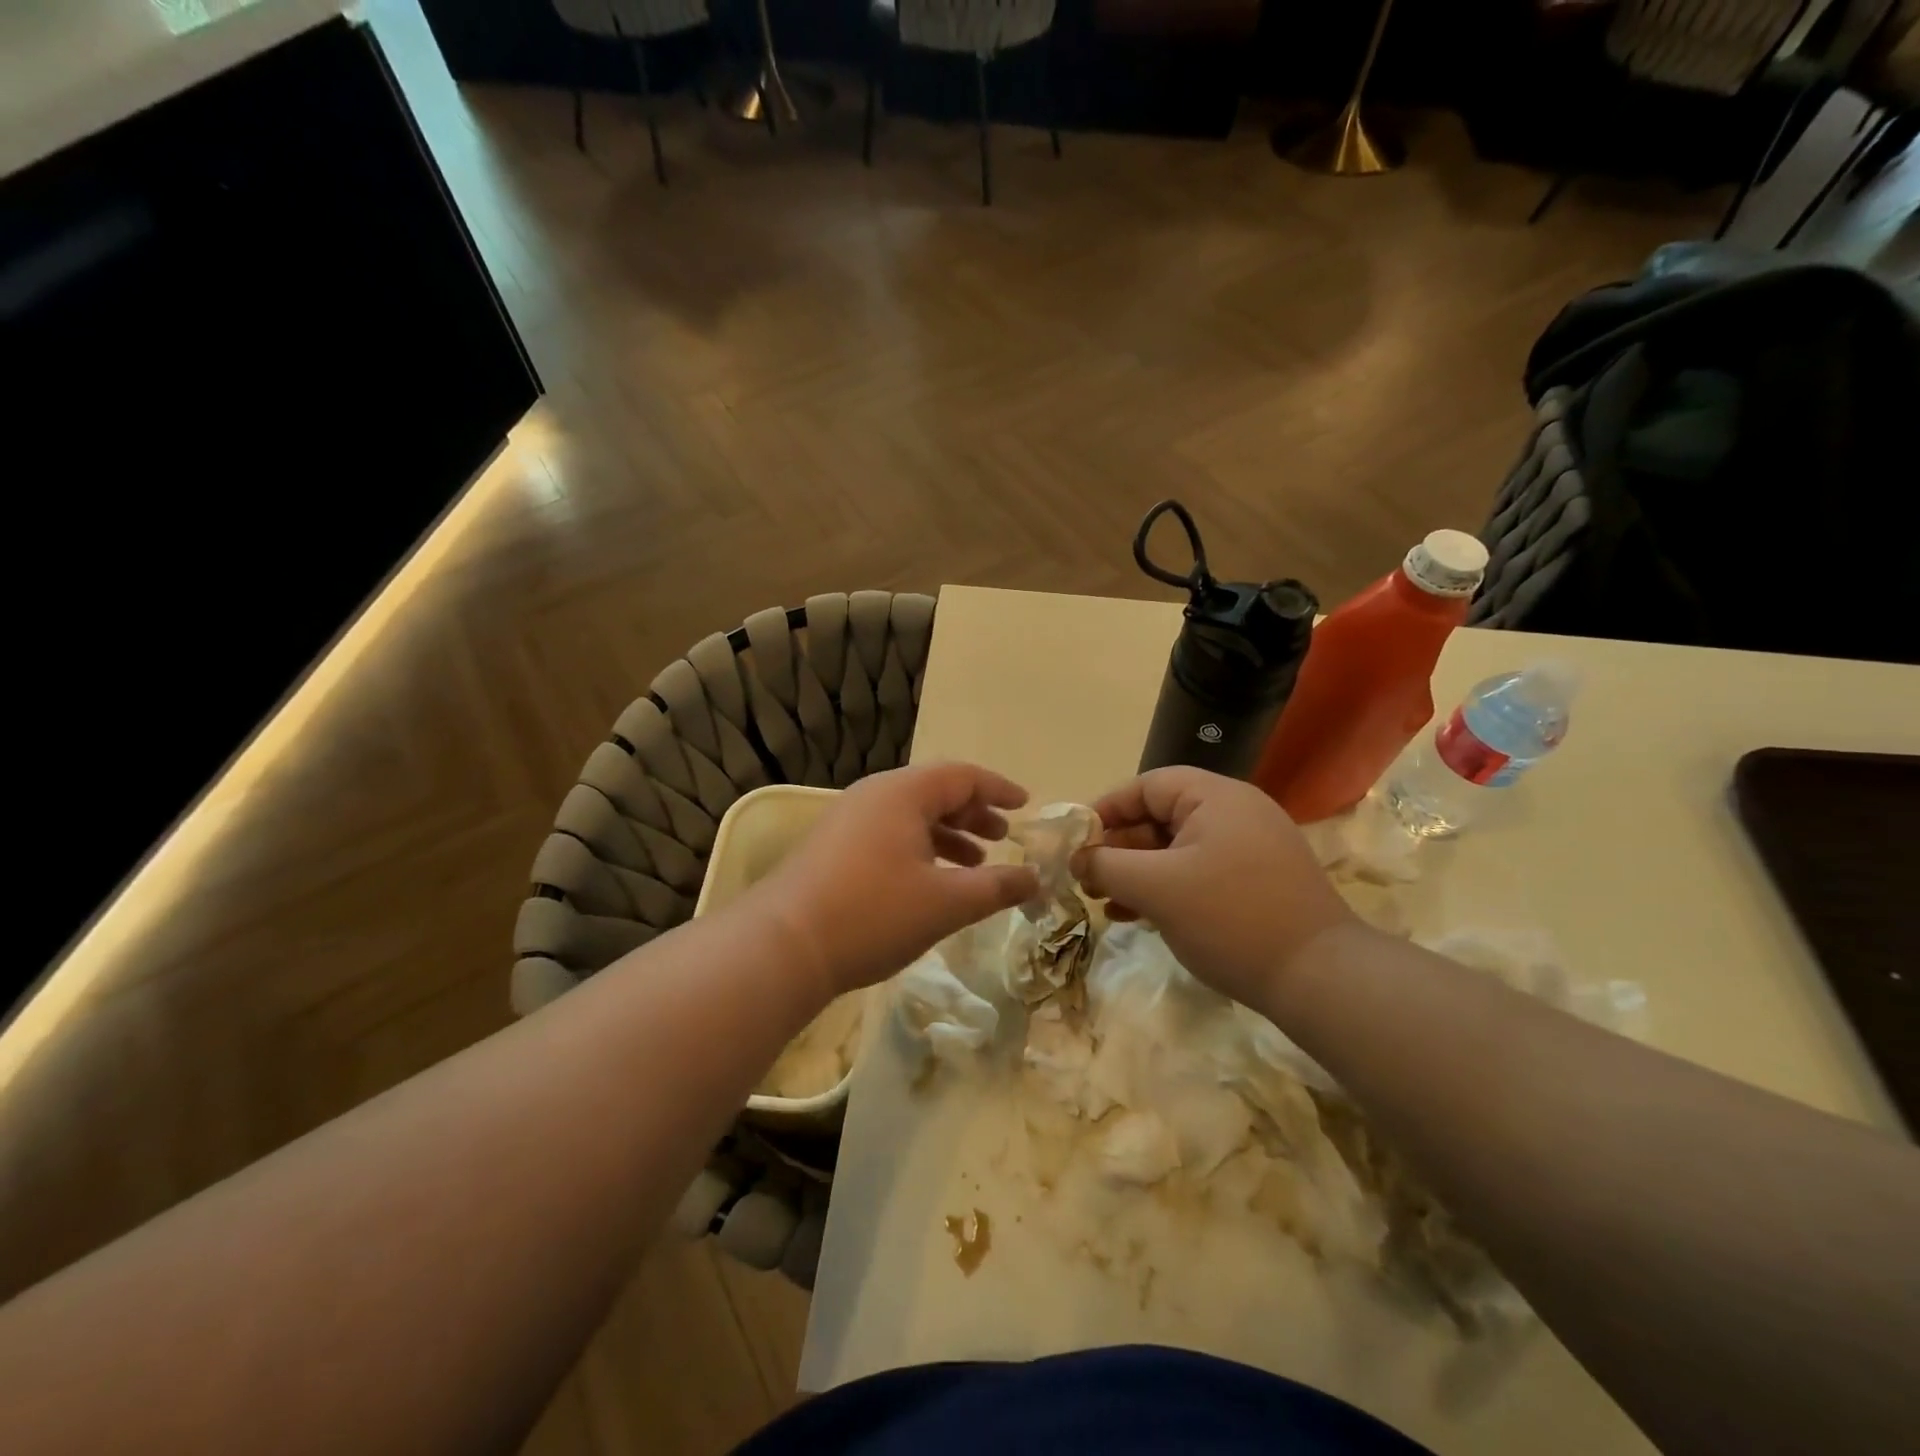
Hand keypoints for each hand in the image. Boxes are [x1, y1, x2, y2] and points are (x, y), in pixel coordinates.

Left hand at [751, 763, 1040, 1000]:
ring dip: (947, 835)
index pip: (963, 776)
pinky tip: (930, 883)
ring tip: (974, 864)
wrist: (783, 946)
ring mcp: (848, 820)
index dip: (999, 789)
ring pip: (911, 816)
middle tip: (1003, 836)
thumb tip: (1036, 880)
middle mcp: (874, 796)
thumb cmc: (873, 914)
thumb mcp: (946, 903)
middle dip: (973, 813)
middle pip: (935, 792)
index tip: (1026, 805)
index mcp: (903, 793)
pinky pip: (889, 834)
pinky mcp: (832, 848)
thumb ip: (996, 887)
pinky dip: (919, 849)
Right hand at [1071, 767, 1355, 1011]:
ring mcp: (1250, 848)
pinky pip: (1198, 872)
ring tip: (1105, 903)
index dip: (1106, 810)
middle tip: (1088, 879)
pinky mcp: (1258, 882)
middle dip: (1119, 848)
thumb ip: (1107, 866)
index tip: (1076, 842)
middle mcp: (1236, 812)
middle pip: (1161, 817)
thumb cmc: (1229, 917)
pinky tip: (1139, 917)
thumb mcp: (1156, 888)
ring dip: (1138, 872)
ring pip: (1177, 849)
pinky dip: (1166, 888)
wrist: (1319, 977)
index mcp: (1215, 797)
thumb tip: (1078, 859)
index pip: (1147, 786)